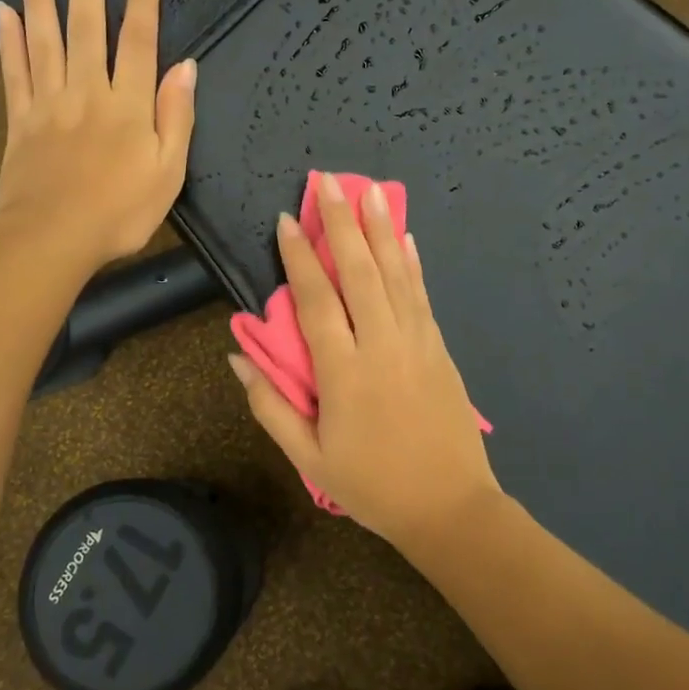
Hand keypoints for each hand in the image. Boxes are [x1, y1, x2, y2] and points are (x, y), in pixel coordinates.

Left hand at [0, 0, 196, 270]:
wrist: (52, 238)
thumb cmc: (120, 213)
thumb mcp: (168, 174)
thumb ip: (176, 118)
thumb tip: (186, 68)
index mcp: (129, 106)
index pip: (139, 41)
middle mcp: (88, 92)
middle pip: (87, 27)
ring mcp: (49, 104)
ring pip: (45, 40)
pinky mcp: (19, 122)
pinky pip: (13, 73)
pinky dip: (9, 40)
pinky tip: (4, 11)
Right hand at [229, 173, 502, 546]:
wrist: (450, 507)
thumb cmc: (372, 486)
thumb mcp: (309, 457)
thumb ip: (270, 406)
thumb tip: (238, 357)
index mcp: (343, 373)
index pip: (316, 301)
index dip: (299, 258)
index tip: (287, 220)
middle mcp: (382, 345)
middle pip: (359, 273)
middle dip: (342, 223)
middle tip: (329, 182)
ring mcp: (417, 343)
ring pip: (395, 275)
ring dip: (381, 229)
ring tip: (369, 190)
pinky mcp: (440, 348)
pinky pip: (422, 296)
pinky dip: (412, 263)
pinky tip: (405, 238)